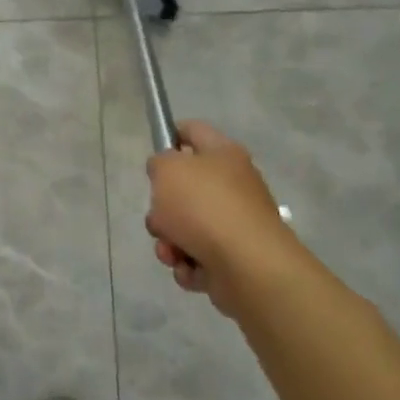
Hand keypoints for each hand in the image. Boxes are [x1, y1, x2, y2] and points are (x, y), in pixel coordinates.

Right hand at [145, 120, 304, 301]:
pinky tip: (189, 267)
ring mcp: (235, 223)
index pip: (193, 131)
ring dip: (170, 241)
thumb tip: (167, 172)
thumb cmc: (203, 207)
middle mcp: (233, 185)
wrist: (247, 265)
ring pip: (186, 227)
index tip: (152, 153)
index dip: (170, 135)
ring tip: (172, 251)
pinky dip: (188, 264)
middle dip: (162, 206)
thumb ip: (159, 162)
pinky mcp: (234, 258)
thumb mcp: (167, 170)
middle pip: (185, 188)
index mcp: (223, 154)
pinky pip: (197, 256)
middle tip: (159, 214)